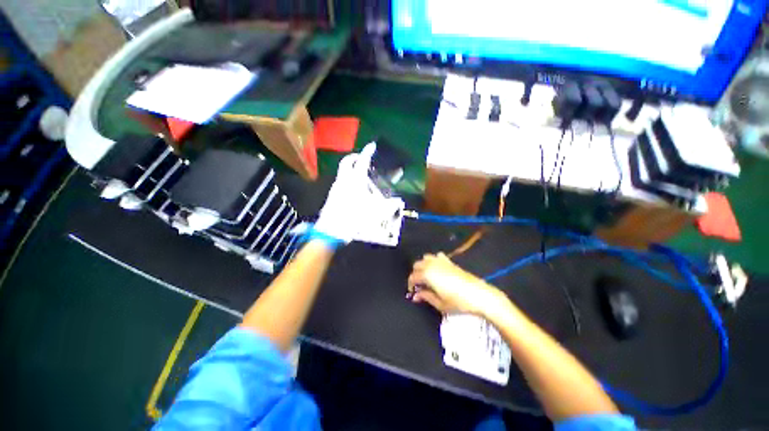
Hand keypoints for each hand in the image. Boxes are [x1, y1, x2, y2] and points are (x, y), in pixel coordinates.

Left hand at [312, 143, 378, 243]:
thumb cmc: (354, 217)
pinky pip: (340, 182)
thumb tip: (397, 202)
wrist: (332, 230)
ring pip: (342, 172)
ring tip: (360, 176)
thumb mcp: (375, 212)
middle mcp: (344, 180)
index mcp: (355, 180)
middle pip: (347, 162)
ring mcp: (336, 187)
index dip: (367, 152)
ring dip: (350, 169)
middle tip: (362, 159)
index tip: (372, 146)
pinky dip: (347, 180)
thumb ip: (388, 206)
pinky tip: (353, 190)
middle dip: (354, 158)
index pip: (362, 161)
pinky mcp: (332, 195)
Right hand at [407, 253, 506, 315]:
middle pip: (417, 265)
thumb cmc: (458, 302)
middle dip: (416, 274)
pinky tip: (437, 269)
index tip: (413, 293)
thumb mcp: (440, 303)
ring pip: (425, 258)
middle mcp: (432, 264)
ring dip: (423, 266)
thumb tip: (416, 296)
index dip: (411, 285)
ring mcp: (441, 261)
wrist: (479, 295)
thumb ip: (426, 297)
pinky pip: (437, 256)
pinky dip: (433, 261)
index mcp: (427, 274)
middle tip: (420, 286)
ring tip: (427, 277)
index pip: (413, 277)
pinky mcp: (450, 261)